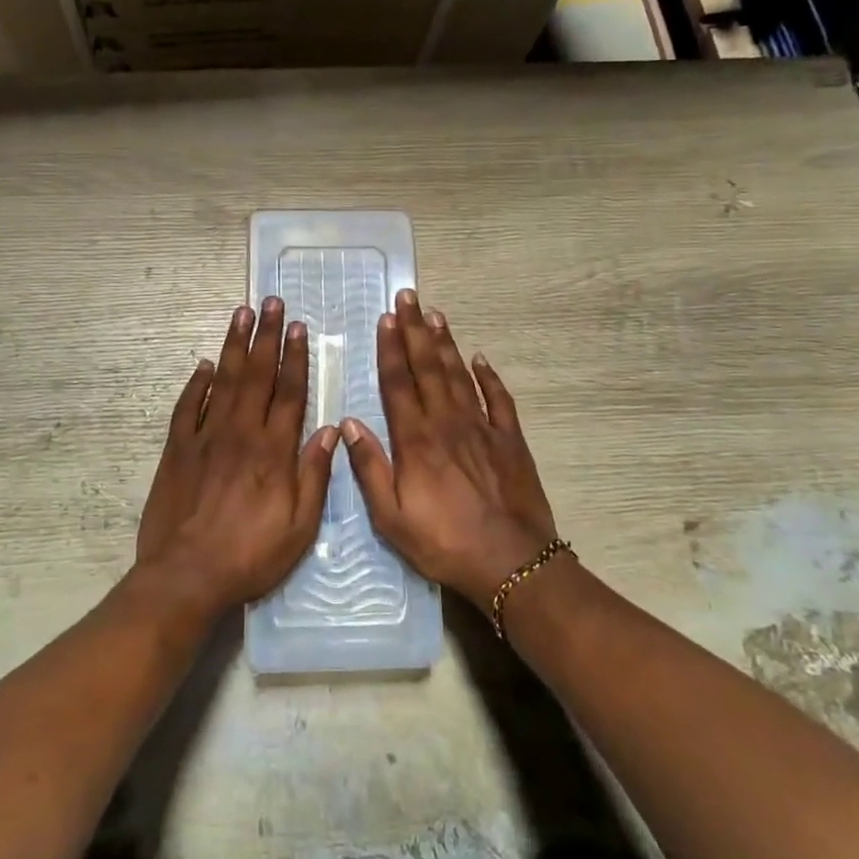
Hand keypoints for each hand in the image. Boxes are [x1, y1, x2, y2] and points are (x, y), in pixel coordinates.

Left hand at [134, 298, 337, 619]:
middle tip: (271, 302)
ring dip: (235, 346)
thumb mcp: (300, 527)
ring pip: (224, 380)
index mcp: (273, 450)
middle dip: (266, 336)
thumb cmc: (251, 555)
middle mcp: (241, 433)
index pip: (289, 392)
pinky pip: (187, 407)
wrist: (186, 575)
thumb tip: (329, 430)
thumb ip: (315, 475)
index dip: (296, 357)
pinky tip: (204, 365)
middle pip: (257, 375)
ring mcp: (205, 437)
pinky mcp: (178, 449)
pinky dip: (197, 384)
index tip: (299, 327)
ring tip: (242, 314)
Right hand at [343, 289, 559, 613]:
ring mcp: (482, 428)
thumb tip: (348, 424)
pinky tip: (480, 359)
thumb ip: (370, 468)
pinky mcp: (509, 440)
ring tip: (436, 315)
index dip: (391, 348)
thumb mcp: (391, 517)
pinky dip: (488, 377)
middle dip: (416, 330)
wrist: (511, 562)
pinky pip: (498, 399)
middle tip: (409, 297)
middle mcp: (447, 422)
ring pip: (459, 375)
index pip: (398, 383)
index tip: (386, 319)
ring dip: (446, 343)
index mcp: (416, 439)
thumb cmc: (444, 542)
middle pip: (428, 367)